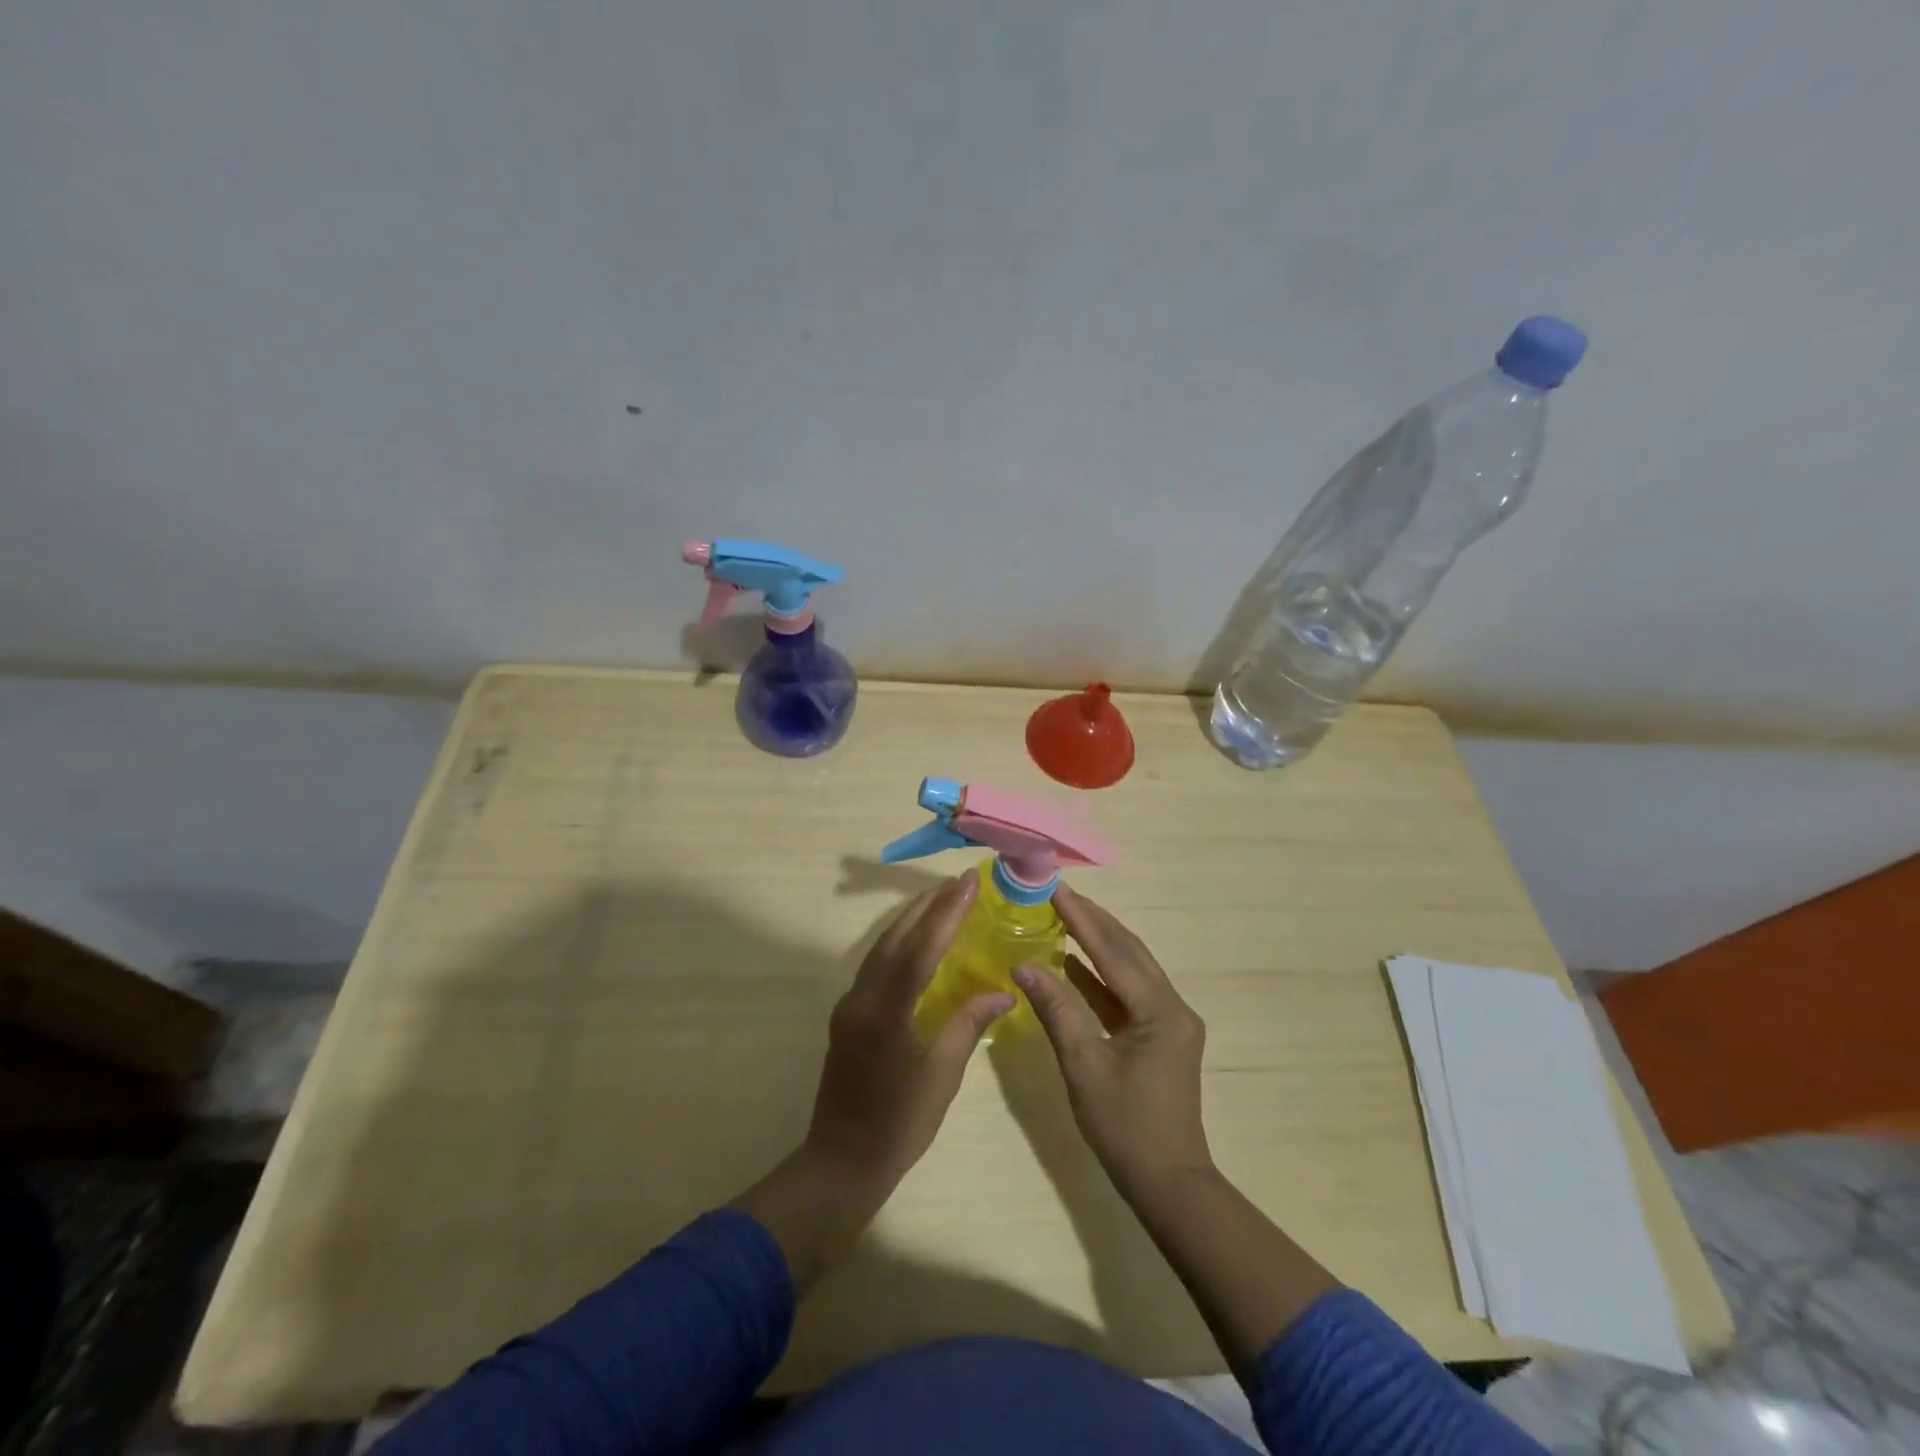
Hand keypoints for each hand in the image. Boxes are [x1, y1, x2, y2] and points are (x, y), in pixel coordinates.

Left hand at [805, 870, 1013, 1188]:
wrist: (841, 1162)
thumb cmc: (898, 1124)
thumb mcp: (942, 1075)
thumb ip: (969, 1024)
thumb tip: (1003, 990)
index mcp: (886, 1012)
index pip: (920, 949)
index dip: (946, 913)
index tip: (968, 883)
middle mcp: (862, 998)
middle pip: (896, 938)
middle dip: (928, 906)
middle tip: (959, 882)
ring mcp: (850, 1004)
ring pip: (882, 948)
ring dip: (912, 920)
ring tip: (942, 899)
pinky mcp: (848, 1013)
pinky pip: (876, 964)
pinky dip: (900, 943)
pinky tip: (918, 940)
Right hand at [1013, 884, 1212, 1202]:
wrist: (1169, 1183)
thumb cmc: (1125, 1128)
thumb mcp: (1084, 1066)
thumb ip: (1056, 1010)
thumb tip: (1022, 965)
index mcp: (1160, 1011)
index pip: (1114, 952)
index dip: (1082, 918)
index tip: (1055, 888)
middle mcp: (1172, 1006)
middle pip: (1129, 950)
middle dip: (1093, 919)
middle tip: (1058, 892)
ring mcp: (1170, 1020)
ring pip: (1131, 968)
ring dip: (1098, 941)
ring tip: (1064, 914)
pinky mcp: (1160, 1034)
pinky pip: (1128, 991)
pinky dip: (1101, 974)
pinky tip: (1072, 962)